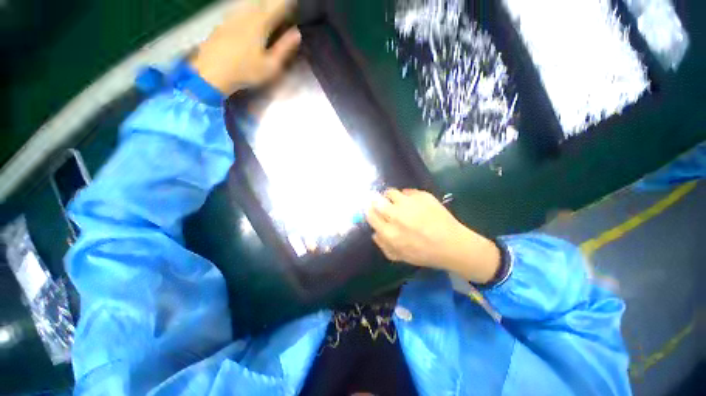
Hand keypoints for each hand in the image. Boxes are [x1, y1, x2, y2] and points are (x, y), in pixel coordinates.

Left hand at [190, 0, 300, 95]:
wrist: (212, 71)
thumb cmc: (245, 71)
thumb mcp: (271, 66)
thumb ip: (284, 48)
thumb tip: (296, 33)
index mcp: (260, 23)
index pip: (278, 5)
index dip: (288, 4)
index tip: (295, 5)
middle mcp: (246, 13)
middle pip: (264, 1)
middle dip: (275, 4)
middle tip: (284, 9)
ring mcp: (233, 16)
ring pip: (250, 3)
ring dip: (262, 5)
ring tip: (269, 12)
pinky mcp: (224, 22)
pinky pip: (240, 9)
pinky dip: (250, 10)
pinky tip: (251, 17)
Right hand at [366, 189, 500, 283]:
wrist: (452, 244)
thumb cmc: (424, 253)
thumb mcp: (400, 256)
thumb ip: (383, 245)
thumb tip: (374, 232)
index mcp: (389, 232)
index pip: (370, 214)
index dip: (369, 210)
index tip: (371, 209)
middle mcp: (396, 215)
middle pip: (377, 200)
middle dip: (376, 201)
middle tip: (381, 203)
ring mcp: (410, 203)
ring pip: (390, 192)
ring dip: (390, 197)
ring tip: (397, 202)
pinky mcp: (422, 195)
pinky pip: (407, 191)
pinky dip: (406, 196)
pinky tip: (414, 204)